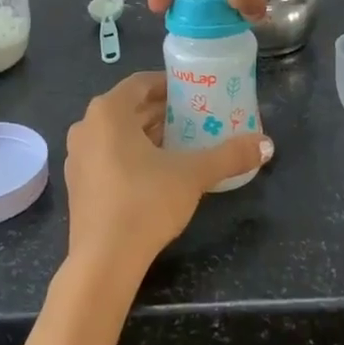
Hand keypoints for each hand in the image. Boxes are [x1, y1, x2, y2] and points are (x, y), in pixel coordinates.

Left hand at [64, 72, 271, 275]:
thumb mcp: (192, 175)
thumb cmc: (145, 202)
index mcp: (108, 111)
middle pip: (129, 108)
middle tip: (194, 117)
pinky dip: (131, 155)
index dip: (168, 84)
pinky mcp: (78, 185)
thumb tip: (266, 144)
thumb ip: (229, 156)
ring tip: (181, 142)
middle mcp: (86, 126)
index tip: (193, 92)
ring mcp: (77, 157)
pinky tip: (157, 172)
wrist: (103, 262)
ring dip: (147, 134)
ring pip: (117, 134)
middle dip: (161, 111)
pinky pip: (107, 156)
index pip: (141, 83)